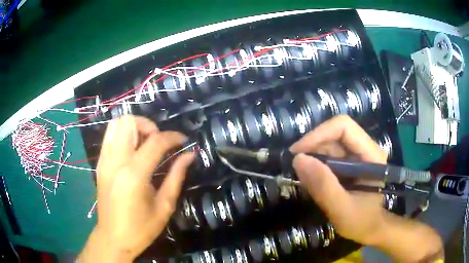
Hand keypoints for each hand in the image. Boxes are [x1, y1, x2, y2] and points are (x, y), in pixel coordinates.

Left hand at [78, 116, 193, 261]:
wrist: (113, 238)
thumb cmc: (141, 228)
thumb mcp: (164, 206)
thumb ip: (176, 176)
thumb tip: (190, 155)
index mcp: (134, 174)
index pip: (155, 141)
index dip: (172, 137)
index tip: (183, 141)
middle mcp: (116, 161)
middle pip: (129, 122)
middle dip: (149, 126)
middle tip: (159, 142)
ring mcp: (104, 160)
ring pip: (116, 124)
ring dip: (134, 127)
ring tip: (145, 143)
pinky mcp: (100, 163)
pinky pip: (110, 136)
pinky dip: (123, 134)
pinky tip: (133, 151)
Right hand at [290, 115, 386, 243]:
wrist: (369, 230)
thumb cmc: (362, 222)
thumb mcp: (342, 209)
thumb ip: (324, 186)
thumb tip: (298, 160)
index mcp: (371, 155)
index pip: (344, 127)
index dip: (319, 134)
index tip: (298, 153)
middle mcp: (364, 149)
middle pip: (335, 134)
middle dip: (313, 147)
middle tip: (295, 167)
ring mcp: (356, 157)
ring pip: (329, 145)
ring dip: (312, 158)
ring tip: (302, 177)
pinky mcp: (349, 165)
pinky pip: (328, 157)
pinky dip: (316, 166)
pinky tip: (310, 181)